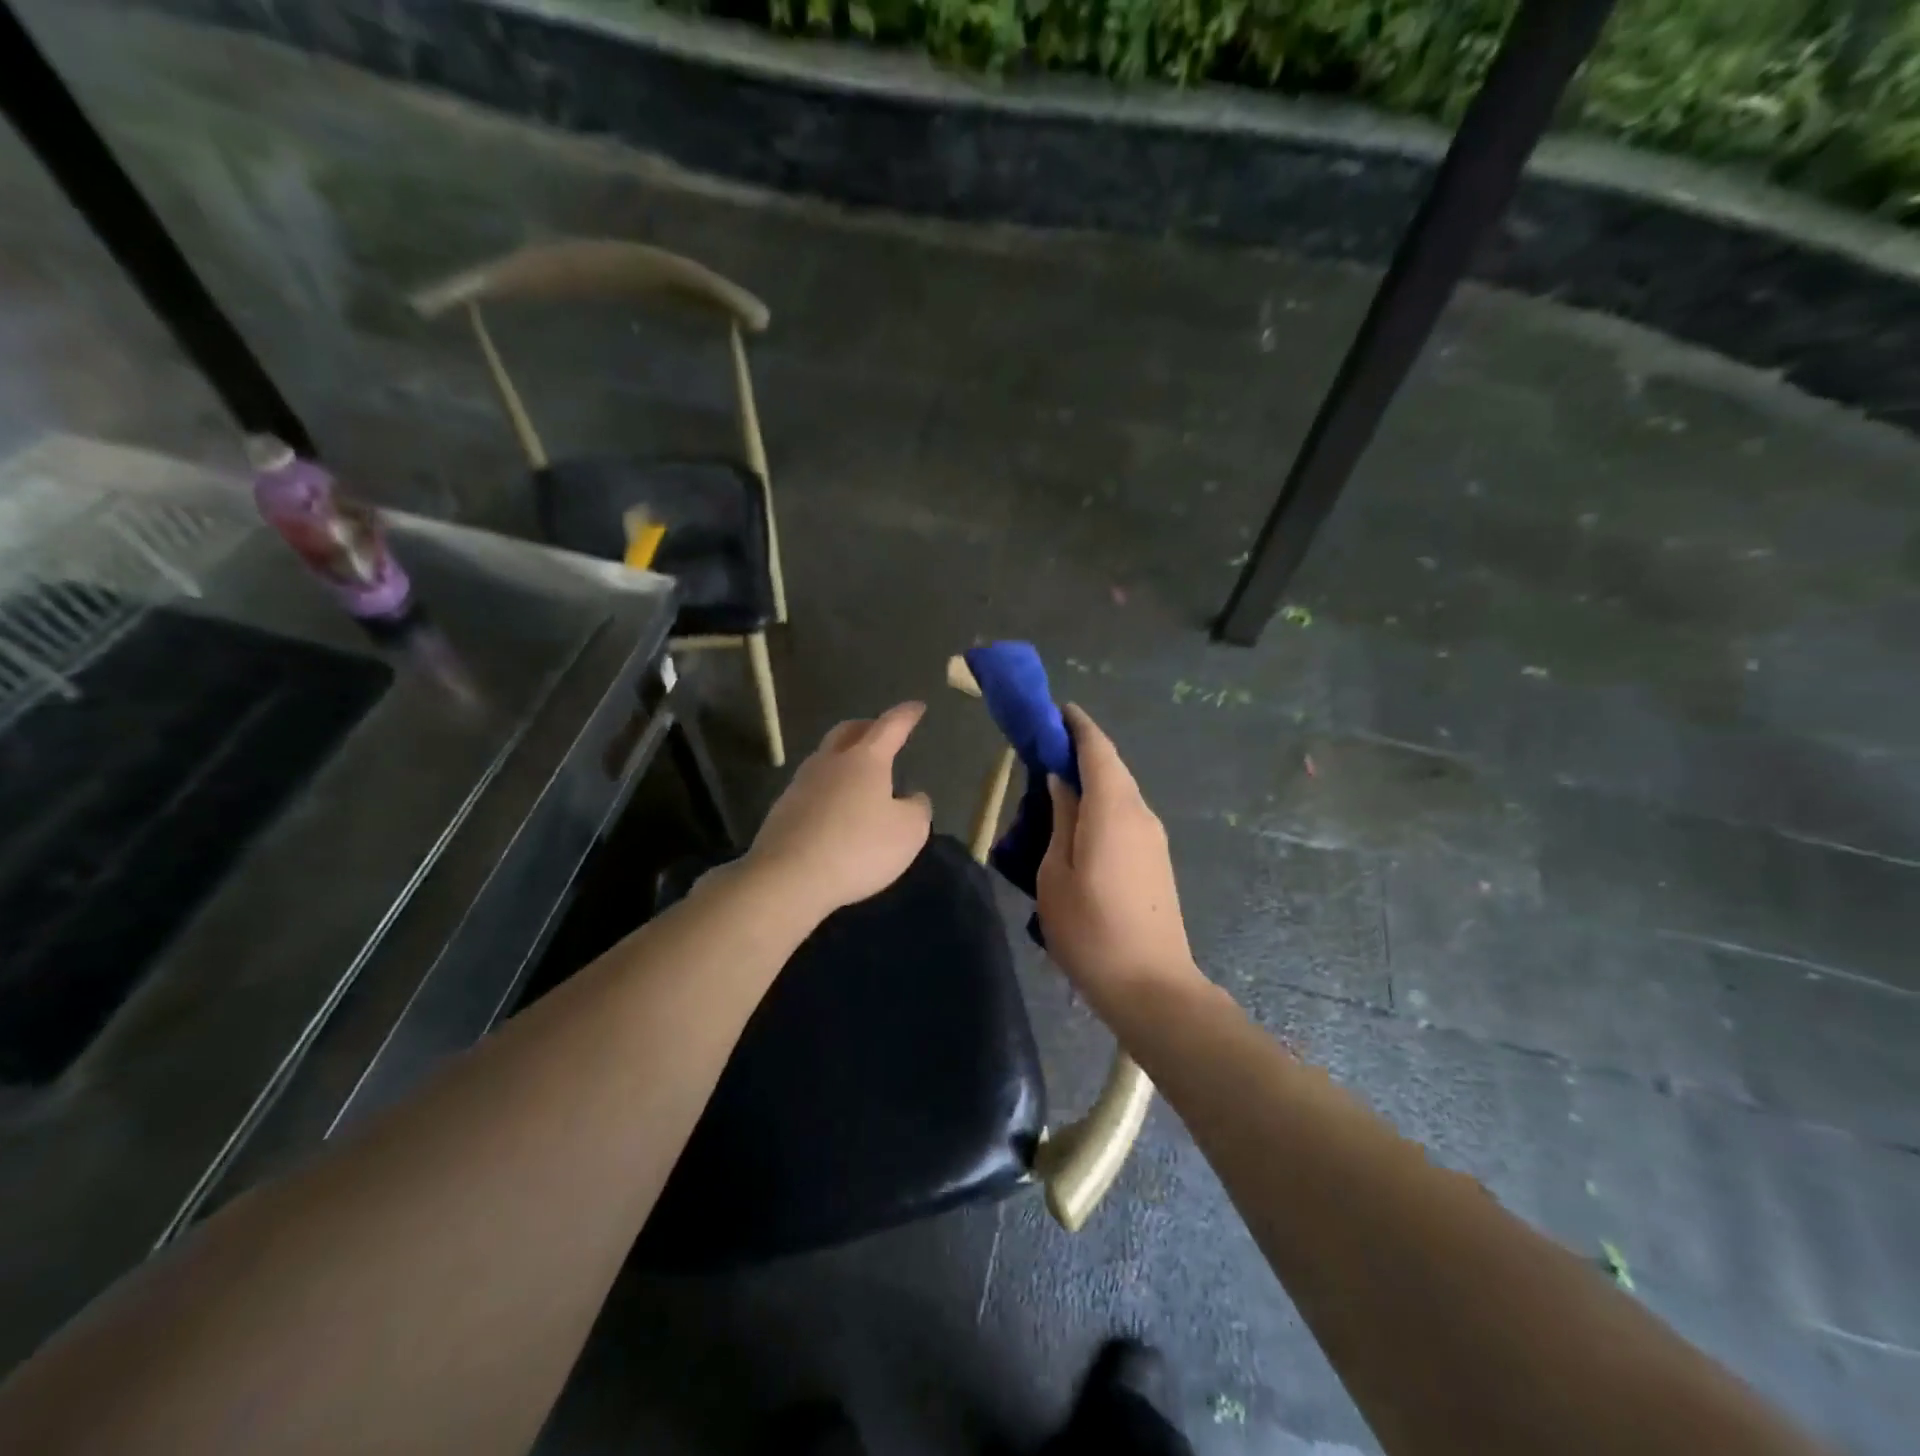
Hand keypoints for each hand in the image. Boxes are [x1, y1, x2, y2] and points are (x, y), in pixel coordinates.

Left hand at [746, 701, 933, 919]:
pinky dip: (829, 788)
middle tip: (882, 732)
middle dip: (868, 727)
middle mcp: (830, 762)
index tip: (917, 707)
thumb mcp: (908, 832)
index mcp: (865, 759)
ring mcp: (801, 784)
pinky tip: (836, 808)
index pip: (890, 726)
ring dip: (844, 757)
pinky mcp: (783, 810)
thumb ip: (917, 809)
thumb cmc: (858, 848)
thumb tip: (913, 797)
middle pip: (848, 732)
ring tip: (860, 773)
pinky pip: (812, 787)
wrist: (788, 878)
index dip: (906, 715)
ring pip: (826, 758)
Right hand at [1038, 704, 1203, 1011]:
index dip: (1077, 725)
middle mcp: (1141, 813)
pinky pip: (1126, 814)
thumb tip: (1061, 780)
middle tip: (1044, 747)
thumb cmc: (1090, 930)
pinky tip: (1078, 821)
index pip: (1098, 749)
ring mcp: (1154, 838)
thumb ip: (1061, 818)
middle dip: (1081, 750)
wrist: (1151, 986)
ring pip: (1120, 792)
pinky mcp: (1157, 859)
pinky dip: (1102, 803)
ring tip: (1055, 784)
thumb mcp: (1055, 873)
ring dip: (1091, 779)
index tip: (1055, 710)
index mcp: (1114, 809)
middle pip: (1112, 767)